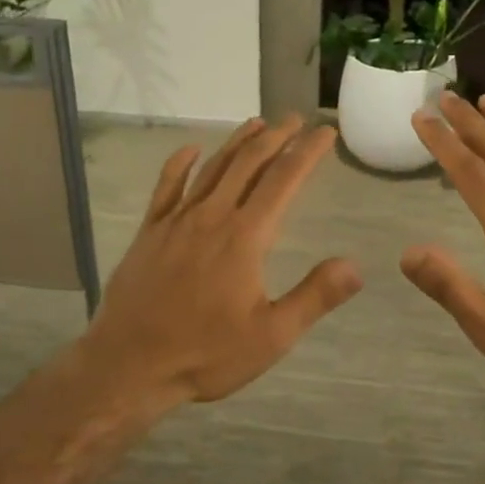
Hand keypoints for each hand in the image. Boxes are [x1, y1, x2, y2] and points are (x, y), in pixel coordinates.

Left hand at [78, 117, 362, 409]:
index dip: (307, 152)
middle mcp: (212, 217)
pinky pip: (166, 187)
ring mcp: (176, 221)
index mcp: (245, 238)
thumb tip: (356, 265)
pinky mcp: (149, 232)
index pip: (283, 180)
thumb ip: (314, 297)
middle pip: (248, 164)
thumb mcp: (271, 336)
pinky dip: (180, 164)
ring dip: (237, 143)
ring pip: (212, 168)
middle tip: (295, 119)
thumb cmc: (205, 354)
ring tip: (257, 124)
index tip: (324, 132)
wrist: (128, 364)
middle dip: (275, 136)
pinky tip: (190, 150)